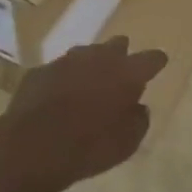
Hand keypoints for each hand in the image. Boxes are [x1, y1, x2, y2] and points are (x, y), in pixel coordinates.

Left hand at [0, 36, 167, 191]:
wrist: (33, 146)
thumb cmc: (90, 146)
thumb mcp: (128, 143)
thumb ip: (139, 120)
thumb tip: (138, 107)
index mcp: (126, 73)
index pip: (151, 58)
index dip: (156, 61)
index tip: (158, 64)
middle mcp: (98, 58)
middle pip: (117, 45)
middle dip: (121, 56)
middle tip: (121, 73)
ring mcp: (66, 61)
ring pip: (86, 54)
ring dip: (91, 66)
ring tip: (89, 85)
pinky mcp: (40, 71)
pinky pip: (58, 70)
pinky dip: (63, 80)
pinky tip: (58, 97)